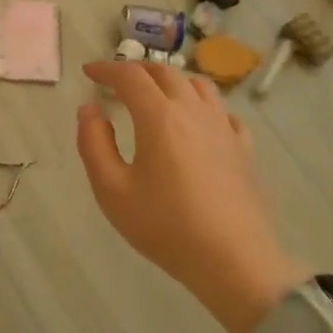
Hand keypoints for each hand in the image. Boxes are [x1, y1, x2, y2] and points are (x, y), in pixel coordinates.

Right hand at [77, 62, 306, 332]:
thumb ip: (94, 143)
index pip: (130, 76)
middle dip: (137, 70)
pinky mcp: (244, 149)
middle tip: (116, 81)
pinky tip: (196, 123)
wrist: (236, 263)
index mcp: (159, 117)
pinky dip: (202, 105)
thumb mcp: (112, 190)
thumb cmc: (167, 227)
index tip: (89, 72)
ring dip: (171, 80)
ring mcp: (224, 128)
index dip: (106, 68)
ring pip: (198, 85)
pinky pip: (223, 112)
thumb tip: (90, 109)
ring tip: (155, 94)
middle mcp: (194, 112)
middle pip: (166, 72)